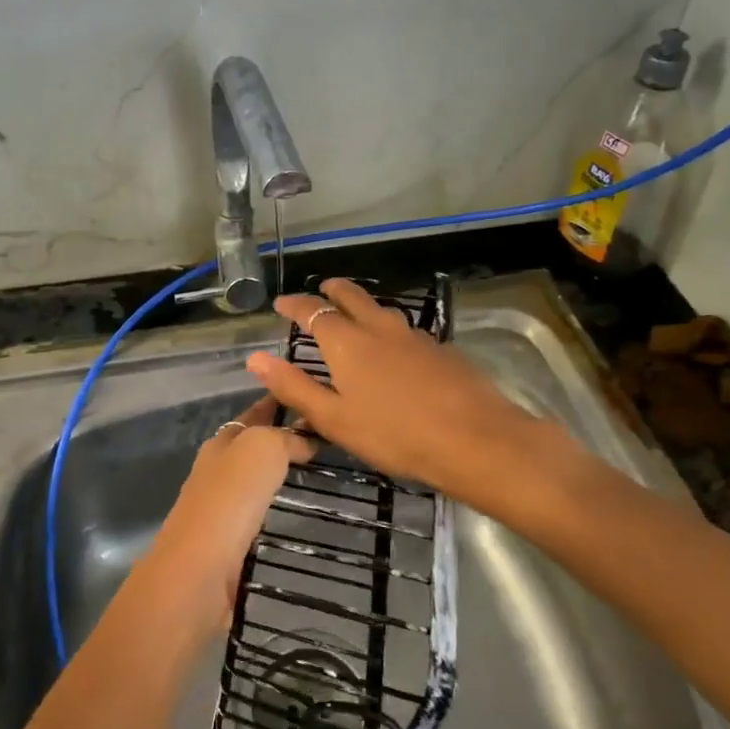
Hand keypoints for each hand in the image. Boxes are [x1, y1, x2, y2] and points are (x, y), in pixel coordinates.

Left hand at [133, 397, 313, 637]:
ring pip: (256, 480)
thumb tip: (306, 437)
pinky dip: (277, 507)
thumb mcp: (262, 449)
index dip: (280, 402)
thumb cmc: (230, 499)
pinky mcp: (227, 541)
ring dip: (281, 475)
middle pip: (254, 446)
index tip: (313, 398)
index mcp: (222, 441)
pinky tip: (298, 512)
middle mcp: (217, 469)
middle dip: (284, 439)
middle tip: (327, 440)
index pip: (255, 413)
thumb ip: (285, 438)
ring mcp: (220, 506)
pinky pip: (259, 513)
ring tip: (321, 474)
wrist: (199, 569)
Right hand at [246, 279, 566, 507]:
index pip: (313, 312)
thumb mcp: (334, 419)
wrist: (475, 439)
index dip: (294, 305)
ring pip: (382, 311)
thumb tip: (254, 358)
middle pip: (352, 297)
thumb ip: (294, 387)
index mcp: (348, 343)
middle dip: (333, 290)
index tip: (281, 303)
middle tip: (322, 289)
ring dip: (363, 306)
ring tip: (355, 314)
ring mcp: (415, 337)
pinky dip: (389, 330)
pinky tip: (396, 349)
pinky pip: (406, 331)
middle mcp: (380, 329)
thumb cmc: (394, 435)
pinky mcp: (441, 350)